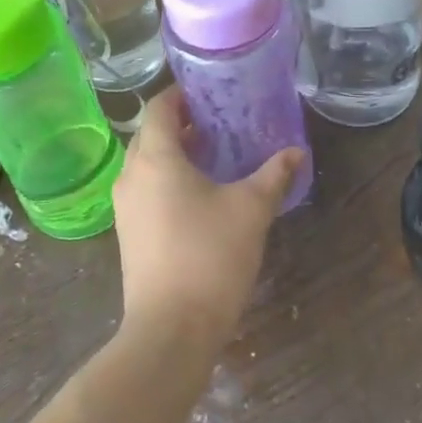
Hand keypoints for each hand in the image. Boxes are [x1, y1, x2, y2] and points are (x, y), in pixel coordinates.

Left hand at [113, 87, 302, 351]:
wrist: (171, 329)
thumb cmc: (210, 256)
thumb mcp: (251, 209)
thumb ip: (274, 174)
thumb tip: (296, 151)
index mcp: (155, 158)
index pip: (159, 106)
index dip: (182, 93)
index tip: (212, 92)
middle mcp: (131, 175)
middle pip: (151, 134)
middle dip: (182, 124)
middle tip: (221, 122)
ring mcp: (125, 207)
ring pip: (148, 164)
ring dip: (176, 153)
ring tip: (216, 156)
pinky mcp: (129, 233)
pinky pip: (147, 189)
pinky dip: (169, 180)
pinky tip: (202, 195)